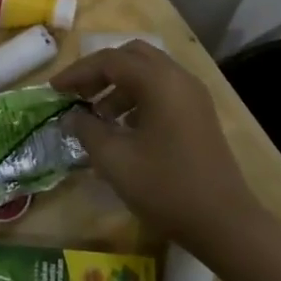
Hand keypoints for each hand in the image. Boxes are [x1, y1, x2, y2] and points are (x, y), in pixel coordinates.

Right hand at [51, 42, 260, 252]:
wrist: (226, 223)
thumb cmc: (166, 187)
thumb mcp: (115, 160)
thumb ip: (87, 130)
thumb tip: (71, 116)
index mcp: (158, 81)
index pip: (109, 60)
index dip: (77, 72)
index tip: (54, 90)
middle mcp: (178, 77)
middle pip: (131, 56)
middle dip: (100, 71)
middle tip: (78, 94)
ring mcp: (193, 95)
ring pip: (148, 72)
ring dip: (119, 86)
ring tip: (98, 117)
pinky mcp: (199, 114)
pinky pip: (162, 90)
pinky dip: (138, 98)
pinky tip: (125, 129)